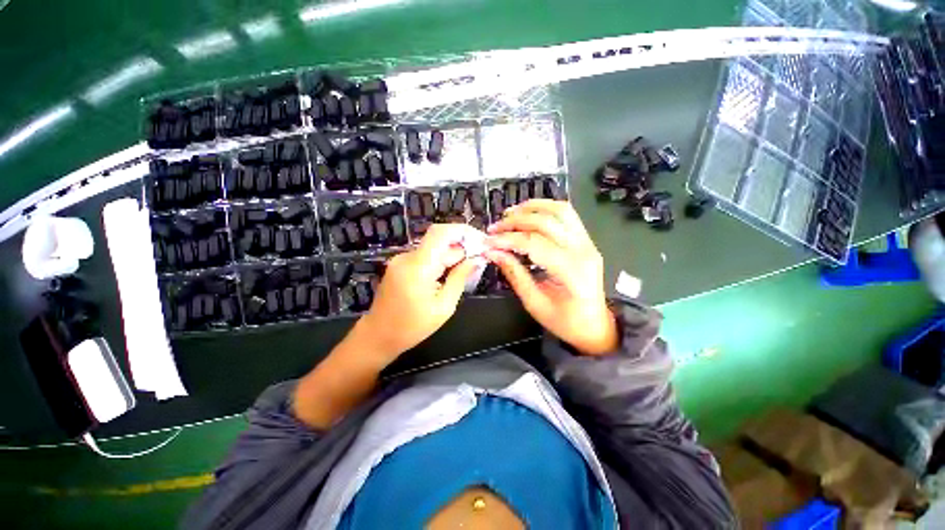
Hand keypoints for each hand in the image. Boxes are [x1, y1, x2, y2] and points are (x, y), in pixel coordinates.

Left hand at [353, 224, 483, 362]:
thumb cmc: (413, 327)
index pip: (441, 233)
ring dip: (452, 254)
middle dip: (462, 246)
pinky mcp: (400, 264)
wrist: (378, 336)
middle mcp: (407, 257)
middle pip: (439, 240)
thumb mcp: (444, 307)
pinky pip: (425, 255)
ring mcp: (401, 259)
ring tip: (467, 268)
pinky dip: (440, 260)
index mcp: (418, 267)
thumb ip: (460, 278)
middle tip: (479, 259)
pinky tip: (449, 273)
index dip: (463, 231)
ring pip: (434, 247)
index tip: (481, 240)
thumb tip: (477, 259)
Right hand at [486, 199, 618, 354]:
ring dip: (532, 208)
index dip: (507, 239)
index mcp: (572, 272)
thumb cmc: (564, 321)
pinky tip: (529, 213)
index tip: (487, 241)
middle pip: (546, 223)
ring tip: (509, 214)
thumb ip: (514, 273)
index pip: (534, 244)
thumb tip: (492, 252)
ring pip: (560, 211)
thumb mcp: (534, 302)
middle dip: (515, 222)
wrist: (594, 325)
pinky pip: (567, 215)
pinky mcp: (586, 240)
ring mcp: (588, 243)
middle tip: (494, 228)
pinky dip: (546, 208)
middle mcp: (584, 251)